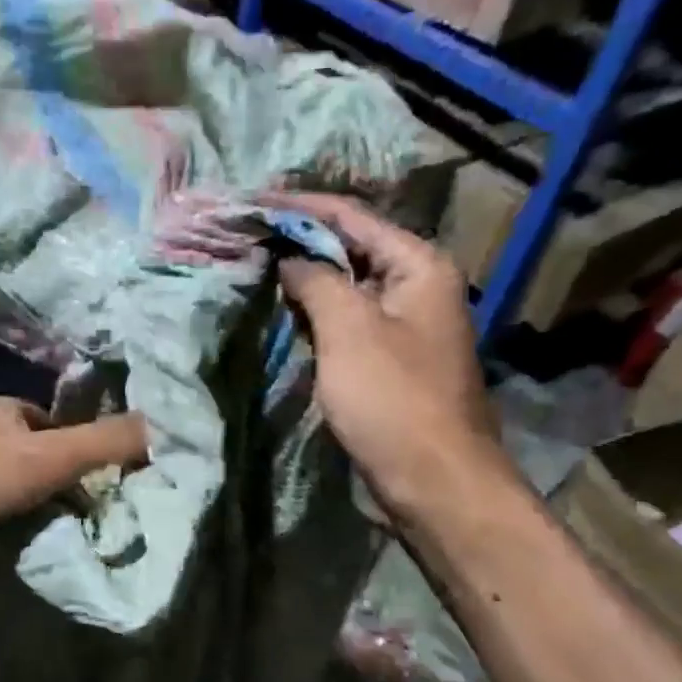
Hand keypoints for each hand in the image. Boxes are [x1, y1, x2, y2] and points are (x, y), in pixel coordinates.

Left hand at [0, 398, 147, 565]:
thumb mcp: (51, 456)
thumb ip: (109, 442)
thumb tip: (172, 425)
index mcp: (4, 410)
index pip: (63, 427)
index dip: (90, 452)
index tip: (115, 487)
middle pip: (42, 461)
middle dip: (67, 488)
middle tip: (99, 522)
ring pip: (19, 495)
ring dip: (40, 516)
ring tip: (71, 544)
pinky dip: (13, 537)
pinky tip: (29, 556)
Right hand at [262, 192, 508, 519]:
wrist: (435, 480)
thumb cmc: (393, 398)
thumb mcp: (349, 328)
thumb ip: (316, 280)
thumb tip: (289, 258)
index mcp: (418, 266)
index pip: (351, 217)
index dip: (299, 207)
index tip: (252, 201)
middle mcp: (417, 287)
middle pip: (350, 249)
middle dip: (299, 243)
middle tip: (247, 236)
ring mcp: (404, 326)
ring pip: (346, 288)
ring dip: (304, 280)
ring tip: (254, 267)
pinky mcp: (390, 361)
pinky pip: (347, 323)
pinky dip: (315, 315)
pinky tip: (282, 313)